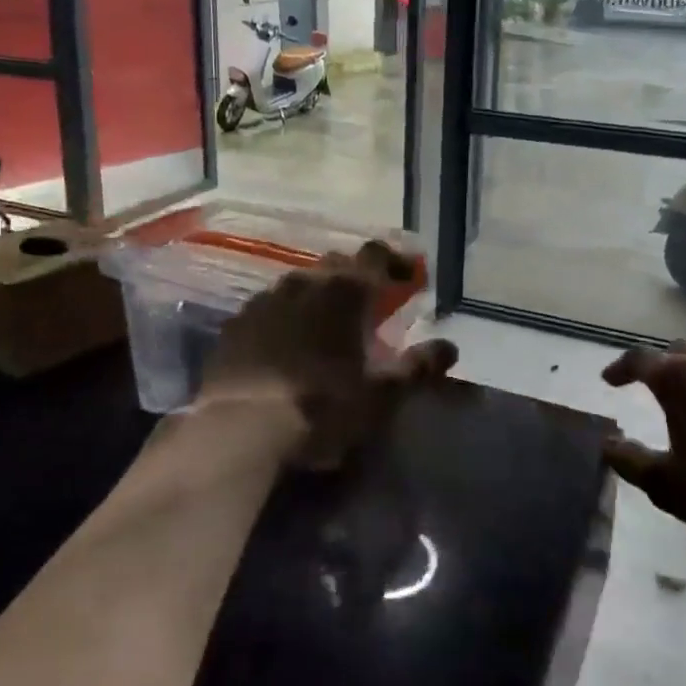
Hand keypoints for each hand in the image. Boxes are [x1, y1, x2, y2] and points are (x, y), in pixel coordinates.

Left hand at [203, 240, 457, 468]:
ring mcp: (264, 300)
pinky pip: (269, 307)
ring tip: (327, 326)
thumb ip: (417, 368)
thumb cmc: (320, 408)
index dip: (397, 261)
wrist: (236, 430)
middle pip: (337, 265)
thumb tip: (450, 347)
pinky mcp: (236, 323)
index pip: (376, 255)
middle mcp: (304, 282)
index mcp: (344, 291)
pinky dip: (286, 317)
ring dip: (319, 296)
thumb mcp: (380, 397)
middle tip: (371, 304)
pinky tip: (286, 344)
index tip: (411, 279)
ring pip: (300, 283)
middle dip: (357, 278)